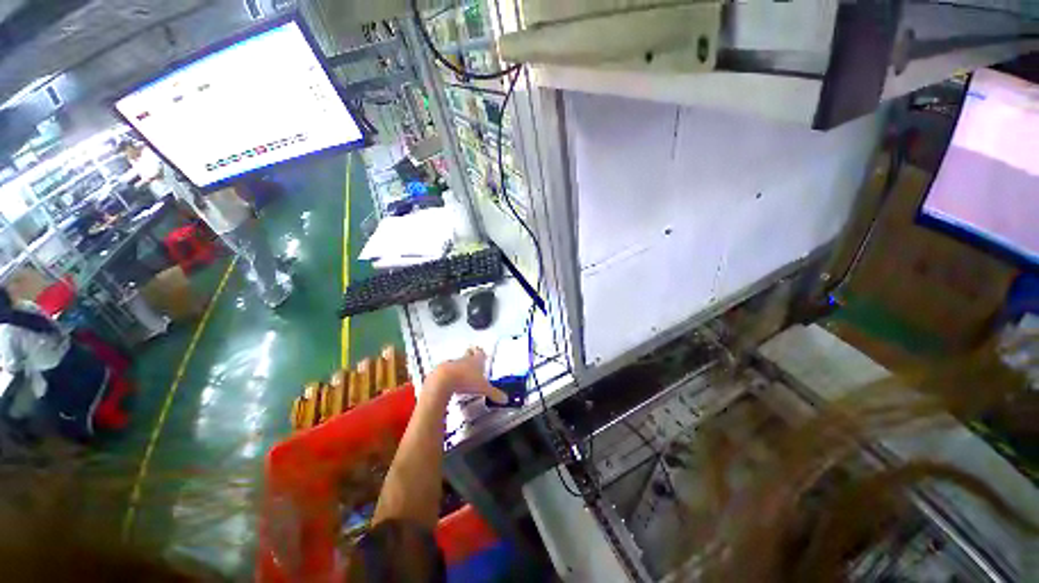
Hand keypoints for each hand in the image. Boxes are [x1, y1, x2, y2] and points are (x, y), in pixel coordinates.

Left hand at [427, 348, 506, 403]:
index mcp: (476, 361)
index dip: (481, 353)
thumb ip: (494, 394)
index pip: (480, 354)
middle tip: (472, 354)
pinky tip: (453, 379)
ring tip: (464, 370)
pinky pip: (449, 369)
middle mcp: (464, 360)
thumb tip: (504, 399)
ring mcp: (452, 364)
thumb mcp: (484, 389)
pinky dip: (451, 373)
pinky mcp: (443, 370)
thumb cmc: (466, 380)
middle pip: (468, 354)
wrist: (444, 380)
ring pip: (458, 361)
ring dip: (461, 364)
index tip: (482, 351)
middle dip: (471, 354)